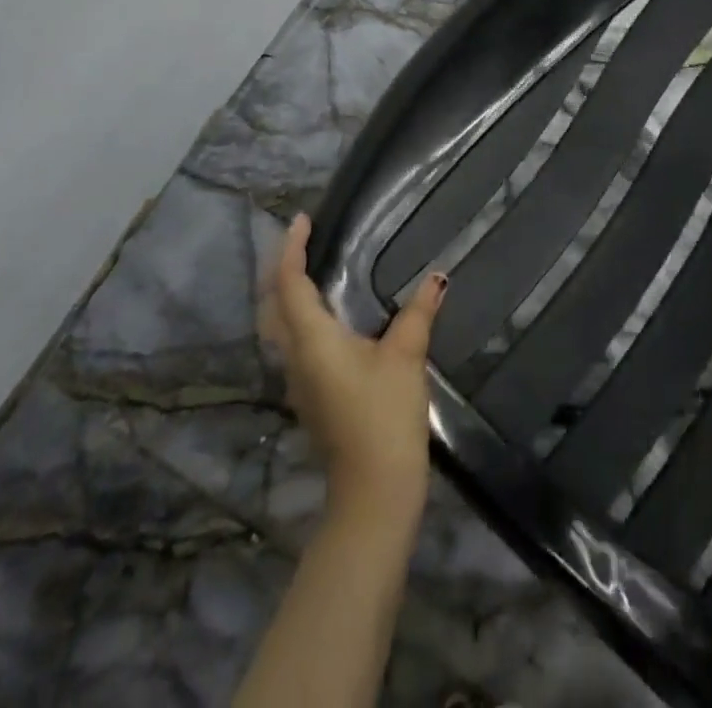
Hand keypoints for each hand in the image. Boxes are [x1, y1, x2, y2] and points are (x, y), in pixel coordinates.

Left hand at [263, 214, 446, 528]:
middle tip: (304, 239)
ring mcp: (298, 379)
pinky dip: (298, 315)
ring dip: (287, 292)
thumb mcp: (406, 357)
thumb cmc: (385, 417)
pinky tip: (325, 312)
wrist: (373, 491)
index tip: (303, 220)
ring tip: (311, 266)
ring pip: (278, 325)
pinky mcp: (309, 394)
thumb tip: (437, 276)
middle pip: (274, 303)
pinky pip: (292, 342)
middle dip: (282, 267)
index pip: (290, 283)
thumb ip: (418, 313)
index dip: (292, 249)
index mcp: (312, 340)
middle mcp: (295, 356)